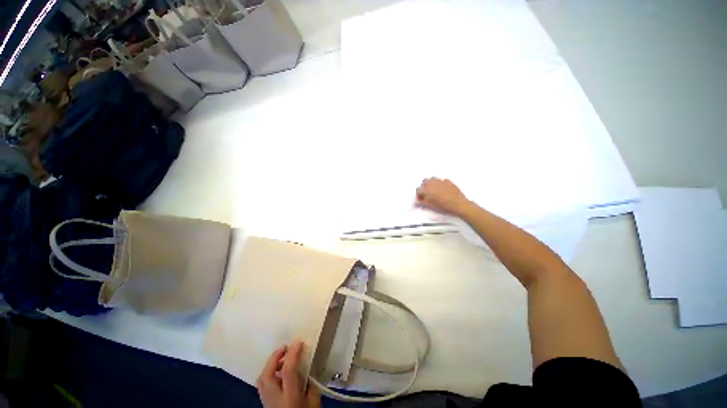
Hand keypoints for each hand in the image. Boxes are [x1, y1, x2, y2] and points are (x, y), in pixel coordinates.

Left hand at [257, 341, 319, 407]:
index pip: (288, 371)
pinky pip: (262, 384)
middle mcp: (274, 399)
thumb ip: (310, 386)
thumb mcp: (314, 404)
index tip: (299, 342)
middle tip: (285, 347)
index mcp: (289, 397)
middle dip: (274, 357)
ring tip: (282, 357)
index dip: (293, 354)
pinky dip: (269, 373)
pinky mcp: (264, 404)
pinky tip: (278, 372)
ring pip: (261, 379)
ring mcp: (266, 402)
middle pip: (266, 375)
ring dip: (270, 364)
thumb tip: (307, 369)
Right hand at [416, 178, 470, 215]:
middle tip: (426, 194)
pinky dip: (439, 184)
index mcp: (427, 190)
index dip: (418, 194)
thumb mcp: (431, 206)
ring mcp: (441, 181)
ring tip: (433, 190)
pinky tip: (442, 189)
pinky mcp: (448, 181)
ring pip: (432, 179)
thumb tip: (419, 199)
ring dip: (431, 184)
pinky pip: (440, 180)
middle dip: (424, 187)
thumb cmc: (444, 207)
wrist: (459, 204)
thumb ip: (423, 201)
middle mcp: (433, 183)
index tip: (421, 198)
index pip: (418, 189)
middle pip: (424, 182)